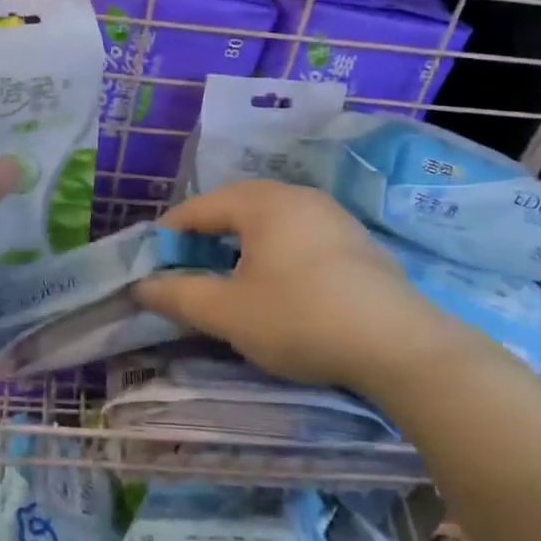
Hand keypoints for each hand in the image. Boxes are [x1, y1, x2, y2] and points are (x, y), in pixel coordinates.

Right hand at [135, 180, 449, 389]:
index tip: (150, 265)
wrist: (399, 345)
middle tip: (185, 271)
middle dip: (203, 237)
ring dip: (239, 245)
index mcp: (262, 201)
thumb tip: (141, 286)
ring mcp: (332, 216)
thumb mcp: (227, 312)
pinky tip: (276, 285)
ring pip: (269, 221)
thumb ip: (178, 296)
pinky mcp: (355, 241)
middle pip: (235, 207)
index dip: (168, 235)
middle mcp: (297, 196)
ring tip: (226, 279)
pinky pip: (298, 235)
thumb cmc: (300, 318)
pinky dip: (273, 252)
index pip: (199, 207)